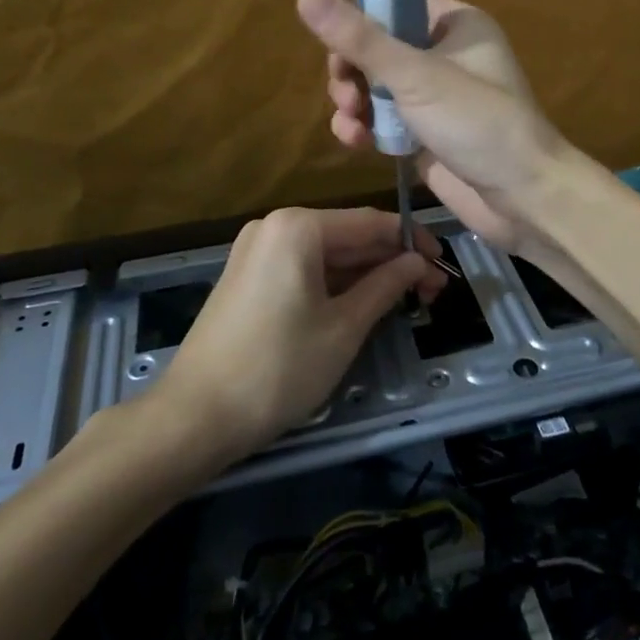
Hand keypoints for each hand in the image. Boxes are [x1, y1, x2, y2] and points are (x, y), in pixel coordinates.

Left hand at [153, 207, 443, 464]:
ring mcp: (258, 250)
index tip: (444, 262)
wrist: (195, 416)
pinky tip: (365, 300)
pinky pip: (304, 268)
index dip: (411, 240)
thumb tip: (418, 263)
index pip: (370, 223)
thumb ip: (386, 286)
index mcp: (298, 226)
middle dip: (391, 260)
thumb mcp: (344, 327)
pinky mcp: (249, 276)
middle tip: (433, 289)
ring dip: (367, 273)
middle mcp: (276, 226)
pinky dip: (337, 283)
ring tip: (409, 298)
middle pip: (348, 236)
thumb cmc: (278, 367)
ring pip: (327, 254)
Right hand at [296, 0, 568, 256]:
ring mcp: (435, 96)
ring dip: (354, 100)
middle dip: (352, 68)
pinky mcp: (425, 132)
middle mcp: (445, 53)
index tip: (336, 39)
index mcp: (455, 24)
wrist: (523, 198)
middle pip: (379, 45)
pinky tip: (355, 142)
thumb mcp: (414, 75)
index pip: (397, 1)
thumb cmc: (477, 122)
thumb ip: (359, 39)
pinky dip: (365, 126)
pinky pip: (383, 118)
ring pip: (375, 84)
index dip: (362, 14)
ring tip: (352, 121)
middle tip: (345, 91)